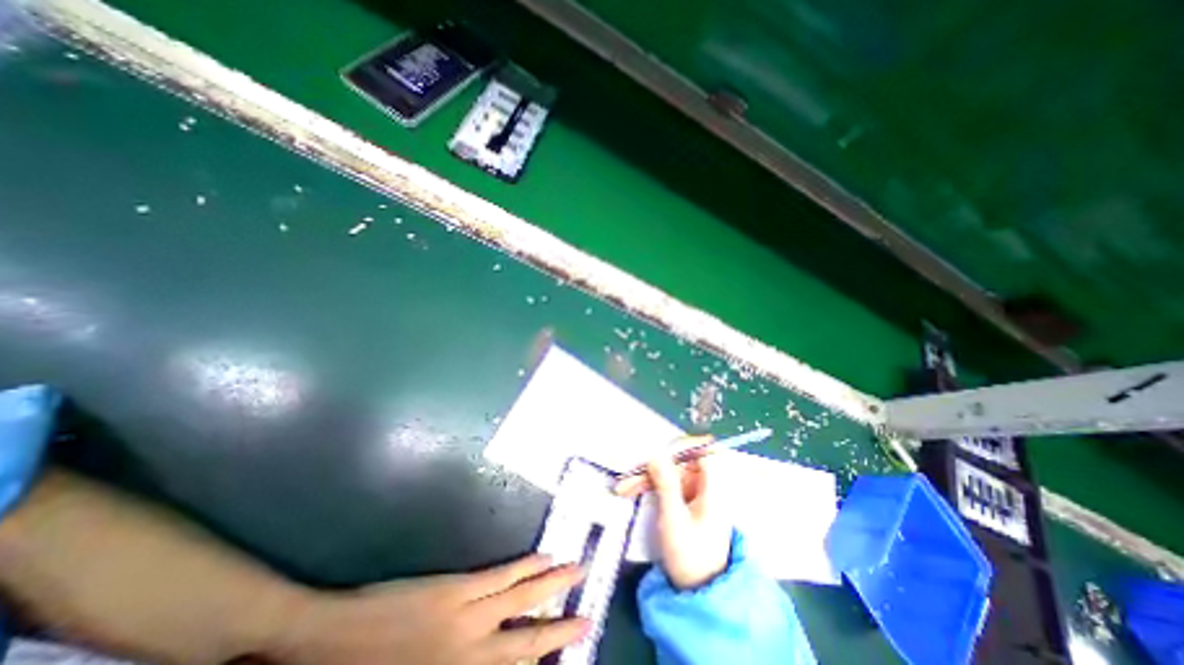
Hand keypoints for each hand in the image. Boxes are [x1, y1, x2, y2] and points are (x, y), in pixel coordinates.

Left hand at [276, 555, 591, 664]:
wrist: (327, 641)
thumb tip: (487, 658)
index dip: (543, 660)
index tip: (569, 650)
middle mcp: (471, 653)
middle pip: (527, 641)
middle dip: (560, 628)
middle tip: (588, 616)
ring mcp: (466, 615)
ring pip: (521, 600)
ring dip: (552, 586)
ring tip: (576, 572)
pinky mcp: (457, 588)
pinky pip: (500, 578)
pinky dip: (525, 568)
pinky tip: (541, 557)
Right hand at [620, 440, 731, 588]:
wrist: (697, 591)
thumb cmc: (691, 556)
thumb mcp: (675, 520)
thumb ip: (666, 485)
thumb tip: (656, 454)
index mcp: (712, 487)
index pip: (703, 452)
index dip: (684, 445)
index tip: (660, 448)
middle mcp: (704, 485)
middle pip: (679, 462)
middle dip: (654, 467)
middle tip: (631, 476)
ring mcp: (694, 492)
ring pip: (668, 472)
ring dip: (646, 477)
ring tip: (624, 488)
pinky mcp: (683, 499)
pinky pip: (665, 484)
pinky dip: (649, 485)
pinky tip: (631, 490)